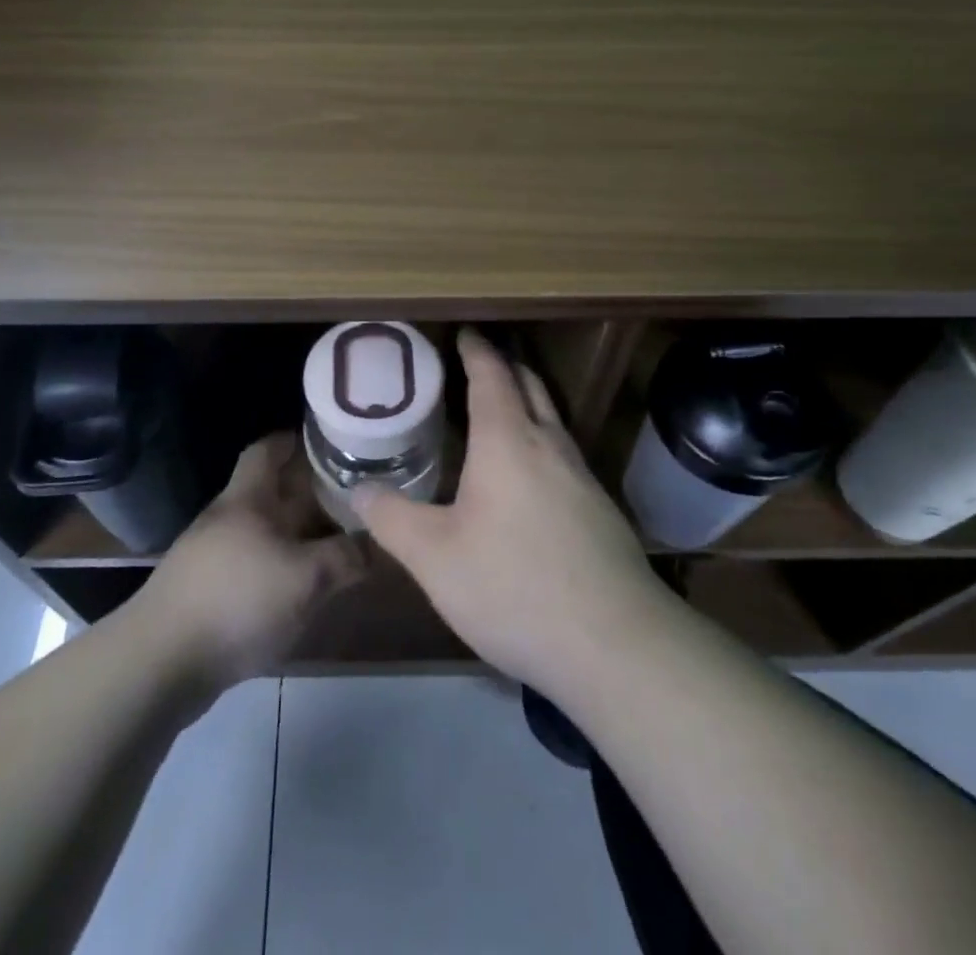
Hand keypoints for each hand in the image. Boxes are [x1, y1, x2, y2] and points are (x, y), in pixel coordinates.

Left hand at [136, 431, 366, 690]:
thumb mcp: (305, 577)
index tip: (331, 441)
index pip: (267, 449)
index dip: (296, 440)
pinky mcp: (211, 593)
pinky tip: (308, 587)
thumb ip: (345, 557)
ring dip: (302, 534)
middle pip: (274, 493)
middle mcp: (230, 518)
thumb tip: (378, 544)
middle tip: (356, 497)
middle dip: (313, 493)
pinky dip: (286, 568)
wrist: (161, 664)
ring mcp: (216, 556)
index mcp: (247, 498)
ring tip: (343, 541)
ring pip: (269, 532)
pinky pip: (258, 566)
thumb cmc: (237, 601)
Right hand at [353, 328, 671, 695]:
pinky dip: (540, 442)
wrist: (616, 644)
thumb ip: (392, 519)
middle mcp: (550, 446)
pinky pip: (564, 455)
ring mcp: (583, 477)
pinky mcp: (601, 511)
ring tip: (497, 415)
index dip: (476, 350)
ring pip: (552, 421)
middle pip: (530, 386)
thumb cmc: (514, 586)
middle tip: (477, 363)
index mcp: (508, 441)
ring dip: (526, 404)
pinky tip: (527, 479)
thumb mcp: (435, 558)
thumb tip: (358, 489)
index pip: (492, 375)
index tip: (464, 331)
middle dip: (505, 367)